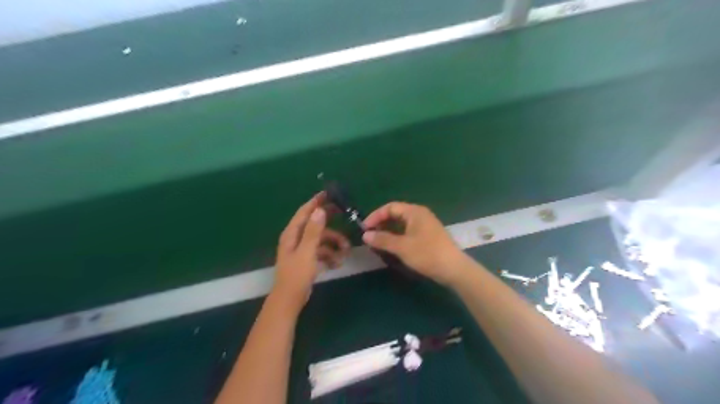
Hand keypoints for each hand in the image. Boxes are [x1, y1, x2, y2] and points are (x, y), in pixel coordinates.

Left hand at [272, 194, 350, 313]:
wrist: (290, 300)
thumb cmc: (297, 274)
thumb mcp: (307, 251)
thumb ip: (313, 231)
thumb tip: (320, 210)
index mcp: (292, 234)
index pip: (304, 212)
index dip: (315, 202)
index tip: (328, 194)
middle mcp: (296, 238)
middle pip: (314, 224)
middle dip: (329, 222)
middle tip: (344, 214)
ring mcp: (302, 250)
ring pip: (321, 240)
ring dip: (334, 244)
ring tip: (346, 252)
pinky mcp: (307, 260)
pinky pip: (321, 252)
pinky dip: (330, 255)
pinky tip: (337, 263)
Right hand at [363, 202, 469, 287]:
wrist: (454, 269)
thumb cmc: (427, 254)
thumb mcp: (402, 247)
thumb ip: (382, 239)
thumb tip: (365, 235)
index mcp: (414, 212)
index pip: (390, 207)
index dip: (375, 216)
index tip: (365, 229)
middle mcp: (420, 214)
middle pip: (396, 214)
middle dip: (381, 223)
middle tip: (370, 235)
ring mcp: (425, 225)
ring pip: (402, 223)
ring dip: (389, 230)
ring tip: (378, 242)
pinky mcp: (428, 235)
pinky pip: (408, 231)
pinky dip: (398, 236)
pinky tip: (392, 246)